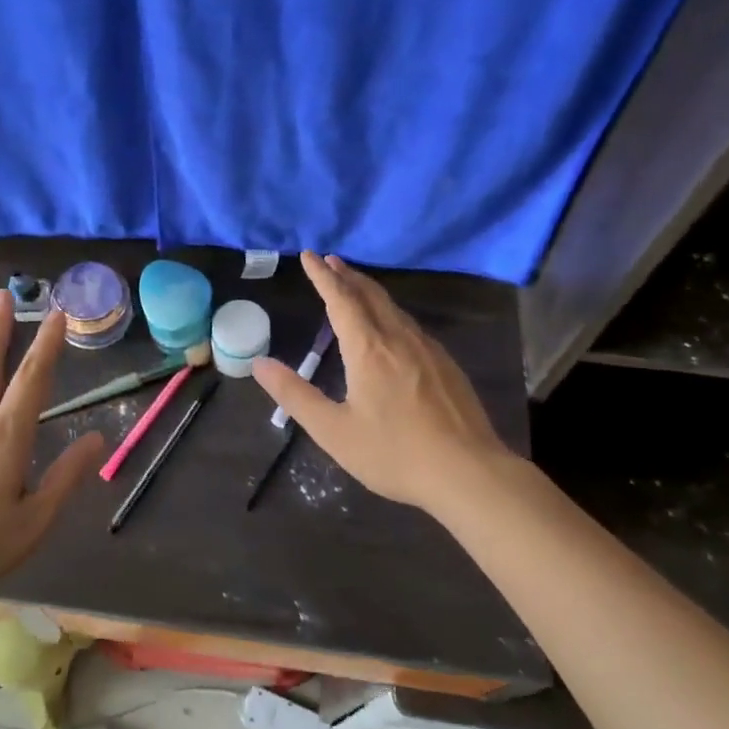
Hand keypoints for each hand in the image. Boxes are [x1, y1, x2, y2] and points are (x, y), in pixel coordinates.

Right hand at [253, 253, 525, 522]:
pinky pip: (411, 325)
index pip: (340, 299)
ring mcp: (428, 349)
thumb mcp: (333, 431)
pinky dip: (390, 311)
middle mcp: (399, 338)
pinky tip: (392, 327)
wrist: (469, 473)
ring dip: (369, 291)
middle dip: (347, 275)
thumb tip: (259, 364)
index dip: (322, 276)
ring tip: (354, 286)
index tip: (308, 256)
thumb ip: (294, 395)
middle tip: (329, 261)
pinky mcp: (446, 365)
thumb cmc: (394, 453)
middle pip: (370, 295)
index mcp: (368, 349)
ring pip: (393, 308)